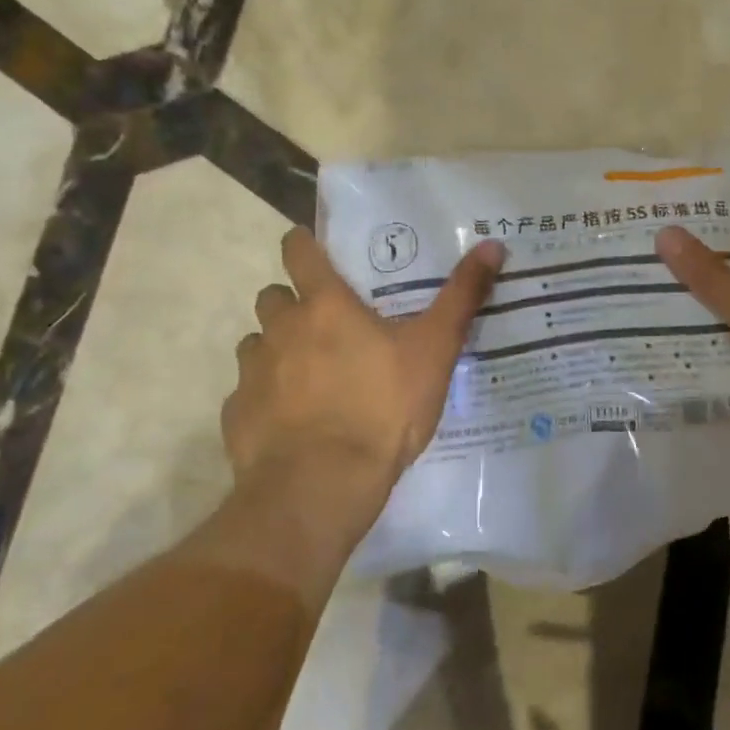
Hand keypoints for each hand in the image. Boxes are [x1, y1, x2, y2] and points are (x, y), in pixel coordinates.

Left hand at [223, 228, 506, 487]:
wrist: (323, 483)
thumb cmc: (383, 408)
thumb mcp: (435, 351)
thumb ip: (462, 298)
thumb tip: (493, 246)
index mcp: (325, 307)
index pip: (299, 253)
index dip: (303, 245)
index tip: (310, 248)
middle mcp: (281, 330)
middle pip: (272, 297)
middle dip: (291, 304)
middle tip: (323, 327)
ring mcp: (253, 373)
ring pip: (256, 345)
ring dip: (276, 351)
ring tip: (307, 378)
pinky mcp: (237, 415)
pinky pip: (247, 395)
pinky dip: (265, 400)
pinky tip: (290, 423)